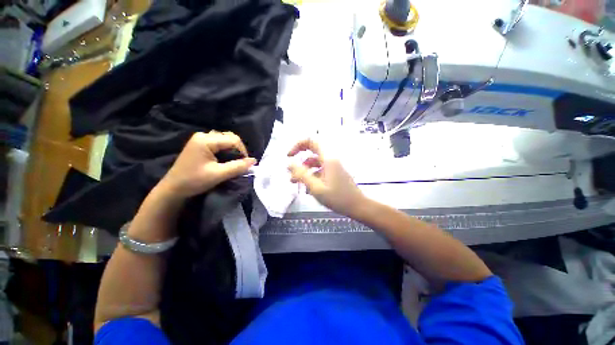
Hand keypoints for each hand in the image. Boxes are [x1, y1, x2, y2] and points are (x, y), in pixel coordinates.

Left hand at [158, 131, 255, 199]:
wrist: (173, 188)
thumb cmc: (194, 181)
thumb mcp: (218, 175)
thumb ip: (238, 167)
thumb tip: (254, 161)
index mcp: (206, 140)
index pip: (233, 140)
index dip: (242, 151)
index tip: (245, 164)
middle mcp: (203, 135)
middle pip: (229, 137)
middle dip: (238, 149)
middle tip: (239, 163)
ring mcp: (200, 139)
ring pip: (225, 139)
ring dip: (232, 149)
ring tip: (233, 161)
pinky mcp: (200, 144)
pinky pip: (219, 143)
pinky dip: (226, 150)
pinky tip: (225, 159)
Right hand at [288, 139, 365, 217]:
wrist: (357, 206)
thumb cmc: (337, 198)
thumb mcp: (316, 187)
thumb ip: (302, 175)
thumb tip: (289, 164)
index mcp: (327, 158)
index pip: (311, 141)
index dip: (298, 145)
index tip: (290, 156)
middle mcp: (330, 159)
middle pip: (312, 152)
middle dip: (299, 161)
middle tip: (291, 172)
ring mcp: (333, 166)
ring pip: (315, 163)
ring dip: (304, 170)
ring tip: (295, 182)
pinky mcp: (334, 173)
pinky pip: (320, 170)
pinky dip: (311, 176)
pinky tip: (307, 188)